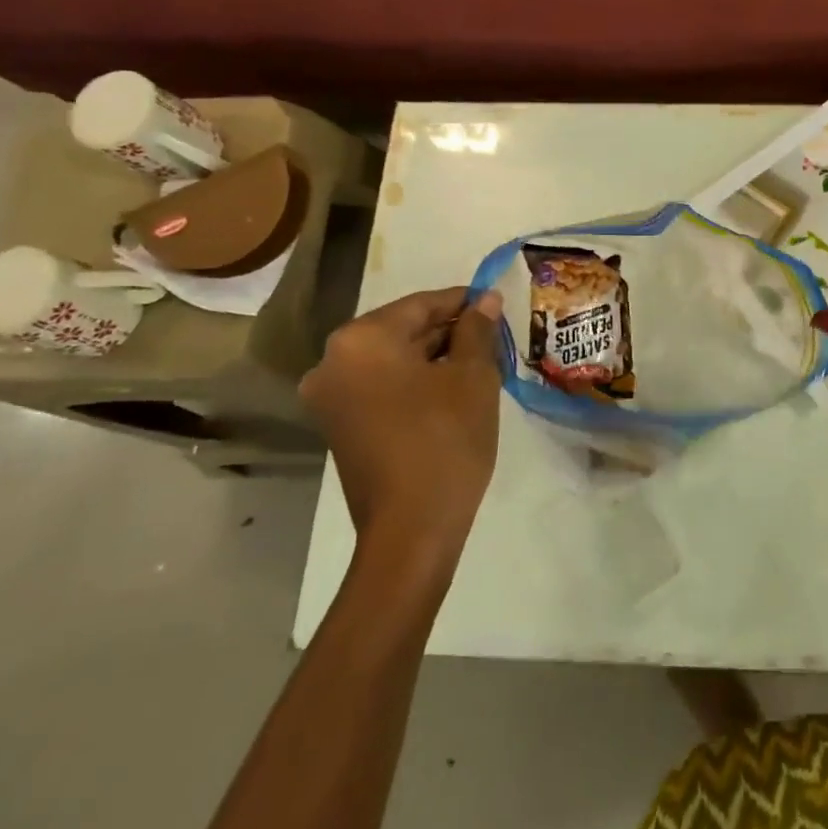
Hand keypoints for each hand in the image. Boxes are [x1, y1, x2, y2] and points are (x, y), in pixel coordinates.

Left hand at [299, 287, 504, 565]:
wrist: (412, 529)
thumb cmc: (446, 440)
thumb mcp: (473, 377)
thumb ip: (478, 329)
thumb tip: (486, 299)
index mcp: (361, 341)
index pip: (420, 304)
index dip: (463, 301)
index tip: (496, 303)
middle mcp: (333, 362)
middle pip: (402, 330)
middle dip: (449, 331)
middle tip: (494, 336)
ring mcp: (331, 398)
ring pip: (393, 359)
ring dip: (435, 357)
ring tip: (481, 362)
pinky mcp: (340, 425)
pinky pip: (382, 386)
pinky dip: (416, 381)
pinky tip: (453, 389)